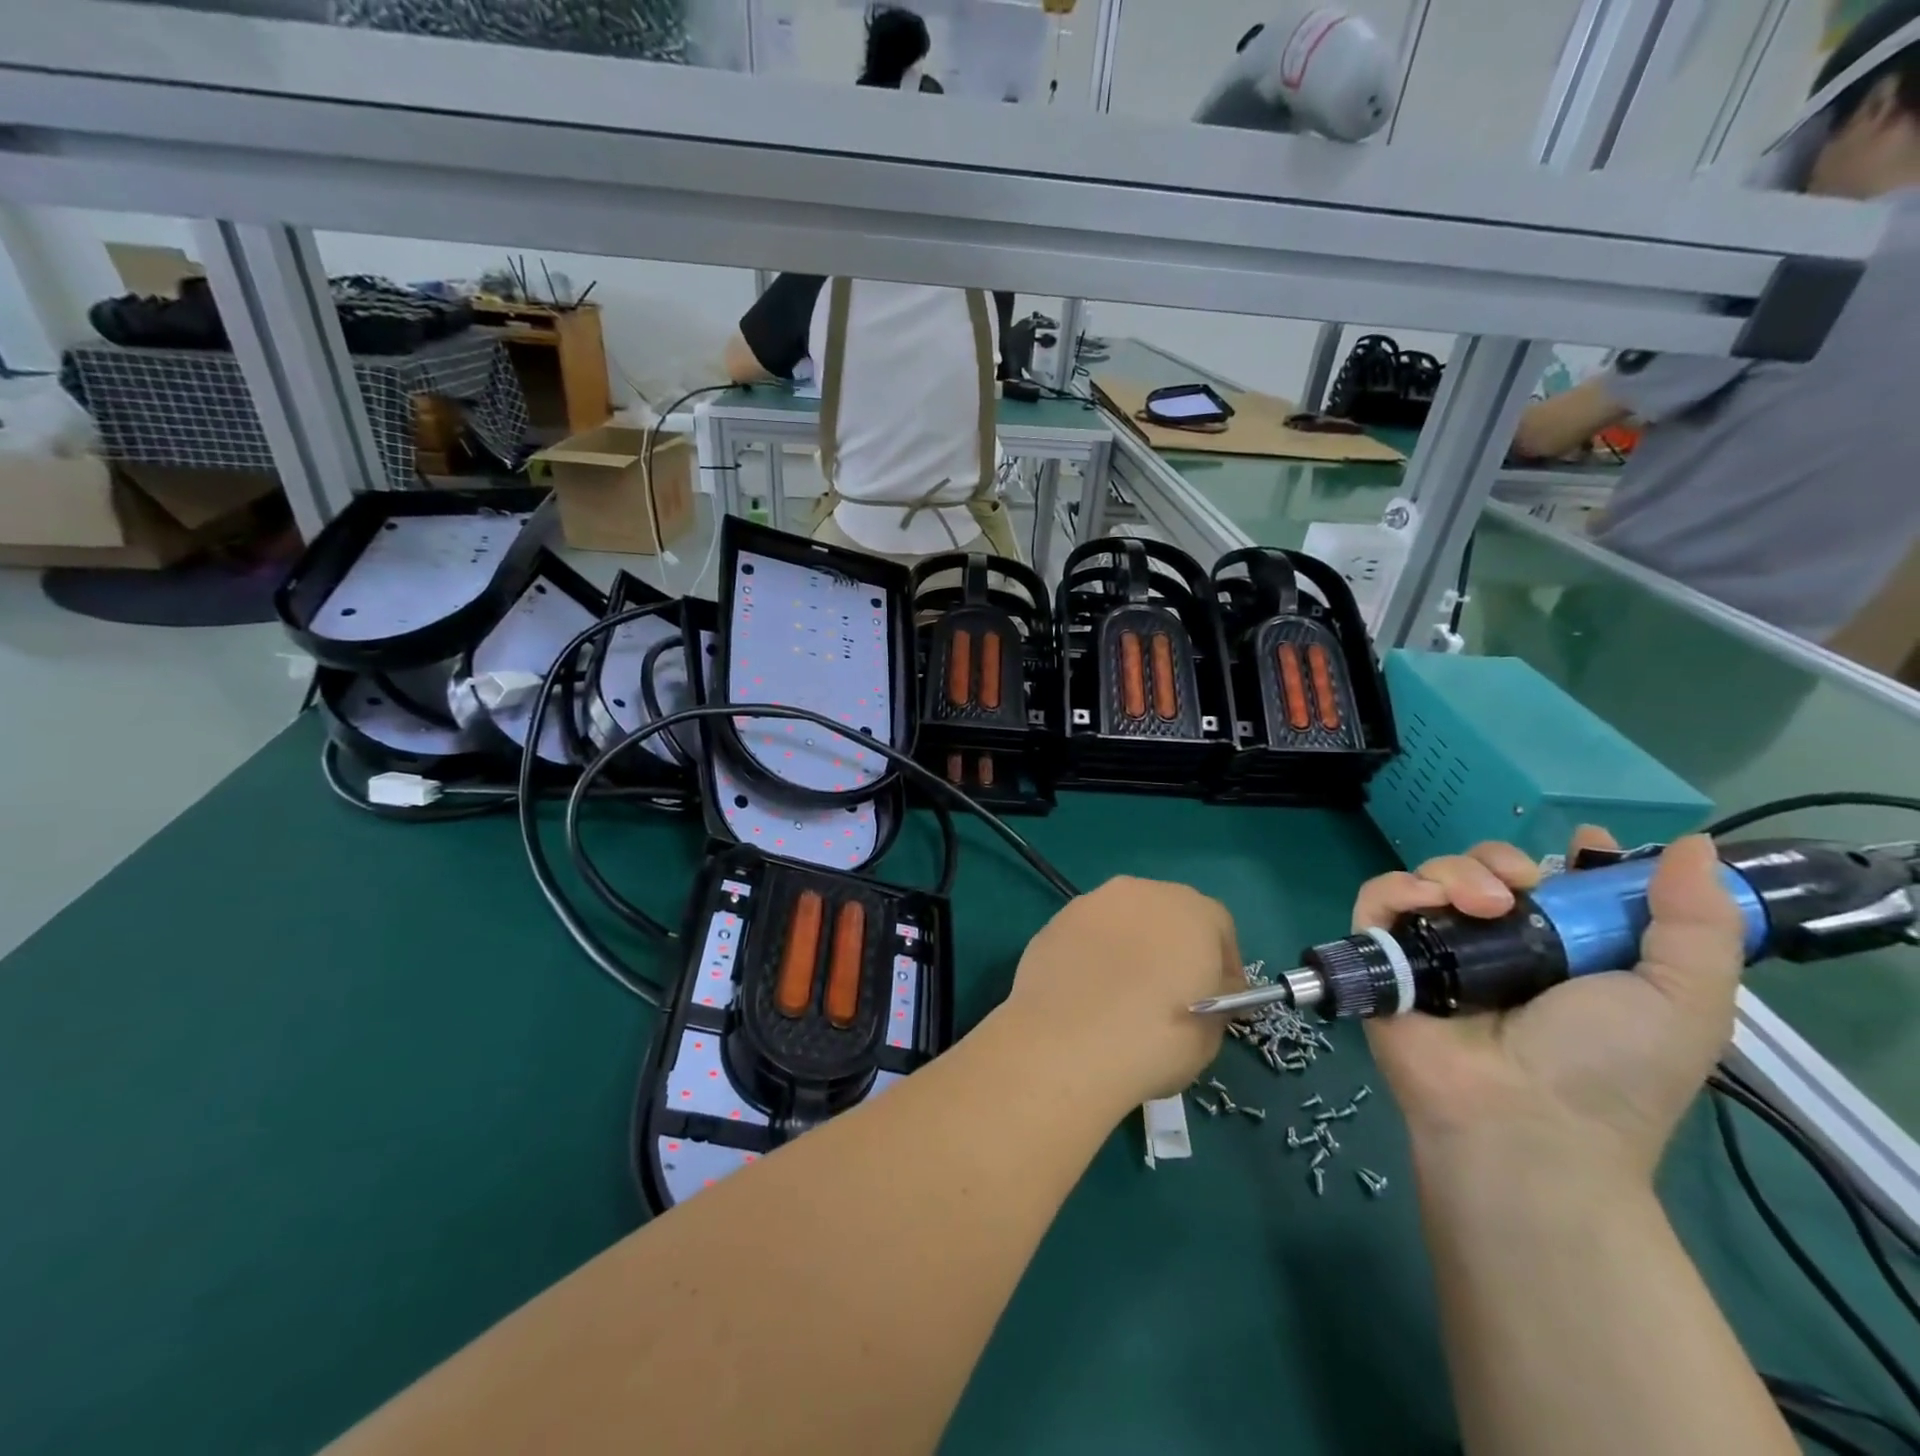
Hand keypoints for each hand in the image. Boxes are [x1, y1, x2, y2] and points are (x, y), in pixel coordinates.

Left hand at [1001, 877, 1241, 1113]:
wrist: (1065, 1045)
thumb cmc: (1154, 1040)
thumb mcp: (1211, 1033)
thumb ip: (1219, 998)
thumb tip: (1211, 987)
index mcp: (1192, 911)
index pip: (1219, 928)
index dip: (1223, 964)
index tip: (1220, 1001)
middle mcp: (1141, 892)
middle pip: (1168, 914)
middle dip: (1174, 947)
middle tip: (1171, 993)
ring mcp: (1092, 903)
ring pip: (1124, 920)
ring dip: (1131, 946)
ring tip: (1124, 994)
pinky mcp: (1055, 921)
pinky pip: (1089, 936)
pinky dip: (1094, 955)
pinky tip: (1089, 993)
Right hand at [1358, 831, 1746, 1181]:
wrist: (1523, 1121)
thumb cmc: (1609, 1069)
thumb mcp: (1684, 1001)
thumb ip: (1698, 924)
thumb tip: (1694, 843)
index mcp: (1562, 954)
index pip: (1553, 886)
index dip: (1564, 859)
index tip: (1580, 846)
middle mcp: (1495, 946)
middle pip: (1483, 869)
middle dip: (1499, 859)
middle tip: (1520, 885)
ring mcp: (1435, 951)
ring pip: (1430, 875)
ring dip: (1454, 871)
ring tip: (1483, 905)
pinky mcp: (1384, 958)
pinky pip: (1377, 898)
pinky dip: (1398, 887)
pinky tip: (1426, 902)